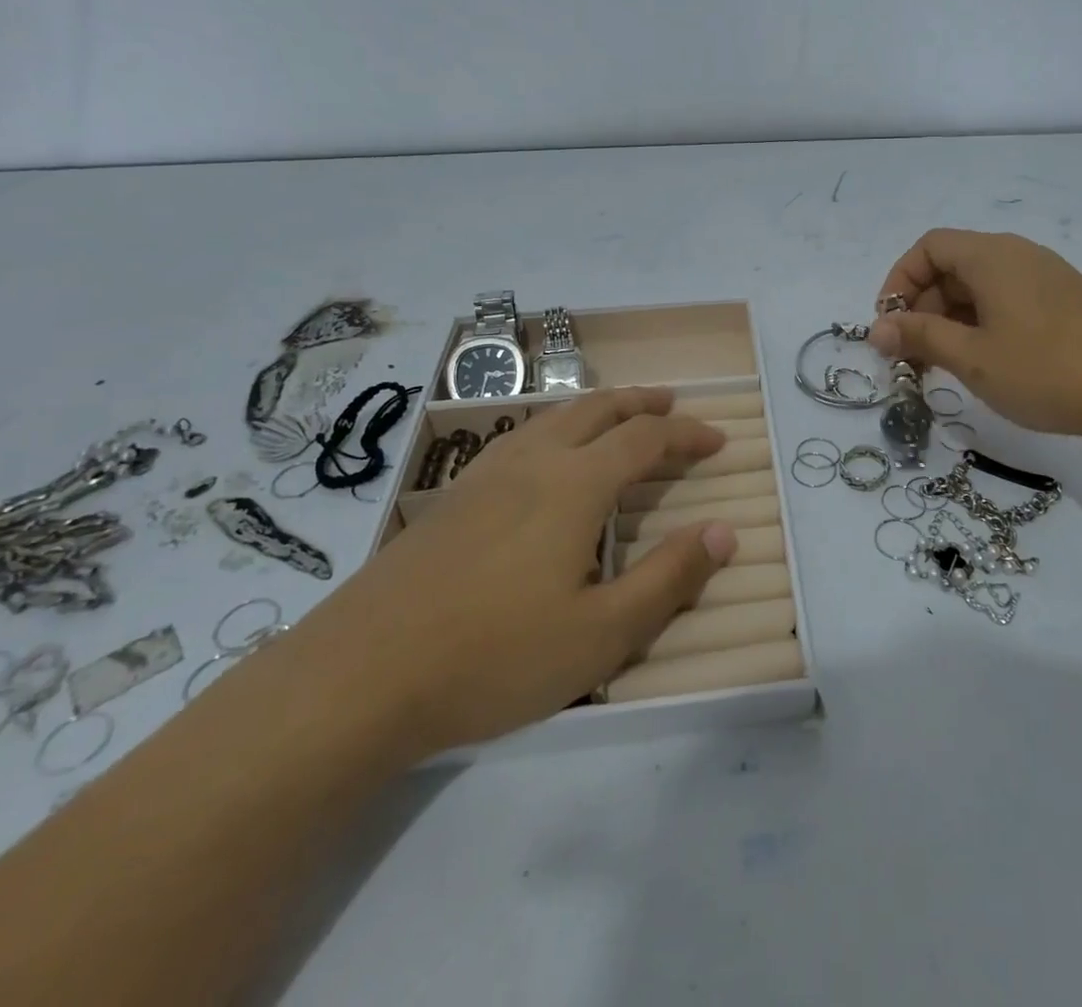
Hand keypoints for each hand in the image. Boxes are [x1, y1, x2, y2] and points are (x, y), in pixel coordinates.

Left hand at [294, 388, 738, 758]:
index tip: (718, 439)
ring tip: (617, 420)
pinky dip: (554, 429)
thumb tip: (725, 531)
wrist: (355, 679)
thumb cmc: (493, 657)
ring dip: (596, 410)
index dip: (687, 434)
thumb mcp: (601, 634)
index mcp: (574, 484)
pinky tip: (543, 459)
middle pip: (596, 410)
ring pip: (552, 418)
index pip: (646, 439)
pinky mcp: (449, 499)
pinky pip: (518, 438)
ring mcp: (483, 476)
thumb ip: (669, 578)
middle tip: (672, 404)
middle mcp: (532, 462)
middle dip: (641, 402)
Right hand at [869, 229, 1081, 440]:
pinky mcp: (1067, 302)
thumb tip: (876, 328)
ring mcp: (1047, 277)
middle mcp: (1019, 254)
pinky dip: (983, 324)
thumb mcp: (973, 357)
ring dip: (951, 320)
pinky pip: (1008, 300)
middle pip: (953, 266)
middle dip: (922, 308)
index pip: (928, 247)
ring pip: (981, 287)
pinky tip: (988, 363)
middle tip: (914, 358)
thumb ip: (920, 337)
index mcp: (992, 255)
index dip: (899, 281)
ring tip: (946, 366)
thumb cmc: (1046, 370)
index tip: (890, 326)